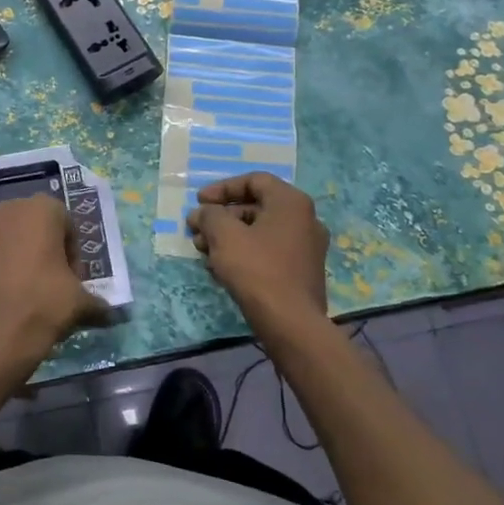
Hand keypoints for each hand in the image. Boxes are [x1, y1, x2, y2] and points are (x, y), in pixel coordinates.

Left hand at [0, 196, 110, 385]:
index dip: (72, 251)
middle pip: (33, 221)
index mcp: (43, 210)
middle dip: (42, 244)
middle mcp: (9, 208)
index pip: (65, 223)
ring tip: (18, 281)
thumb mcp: (80, 303)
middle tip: (48, 278)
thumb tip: (112, 315)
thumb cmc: (43, 306)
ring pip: (2, 229)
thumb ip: (98, 302)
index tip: (71, 278)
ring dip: (12, 247)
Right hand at [187, 173, 330, 330]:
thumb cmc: (257, 270)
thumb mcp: (224, 236)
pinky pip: (268, 252)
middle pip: (255, 207)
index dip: (222, 188)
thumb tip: (203, 213)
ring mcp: (306, 247)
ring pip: (259, 232)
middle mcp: (305, 219)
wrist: (291, 323)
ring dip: (228, 237)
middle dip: (221, 217)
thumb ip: (210, 215)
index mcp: (291, 202)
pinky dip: (244, 253)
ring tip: (203, 252)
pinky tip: (221, 270)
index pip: (254, 181)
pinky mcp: (301, 272)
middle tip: (196, 230)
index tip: (199, 202)